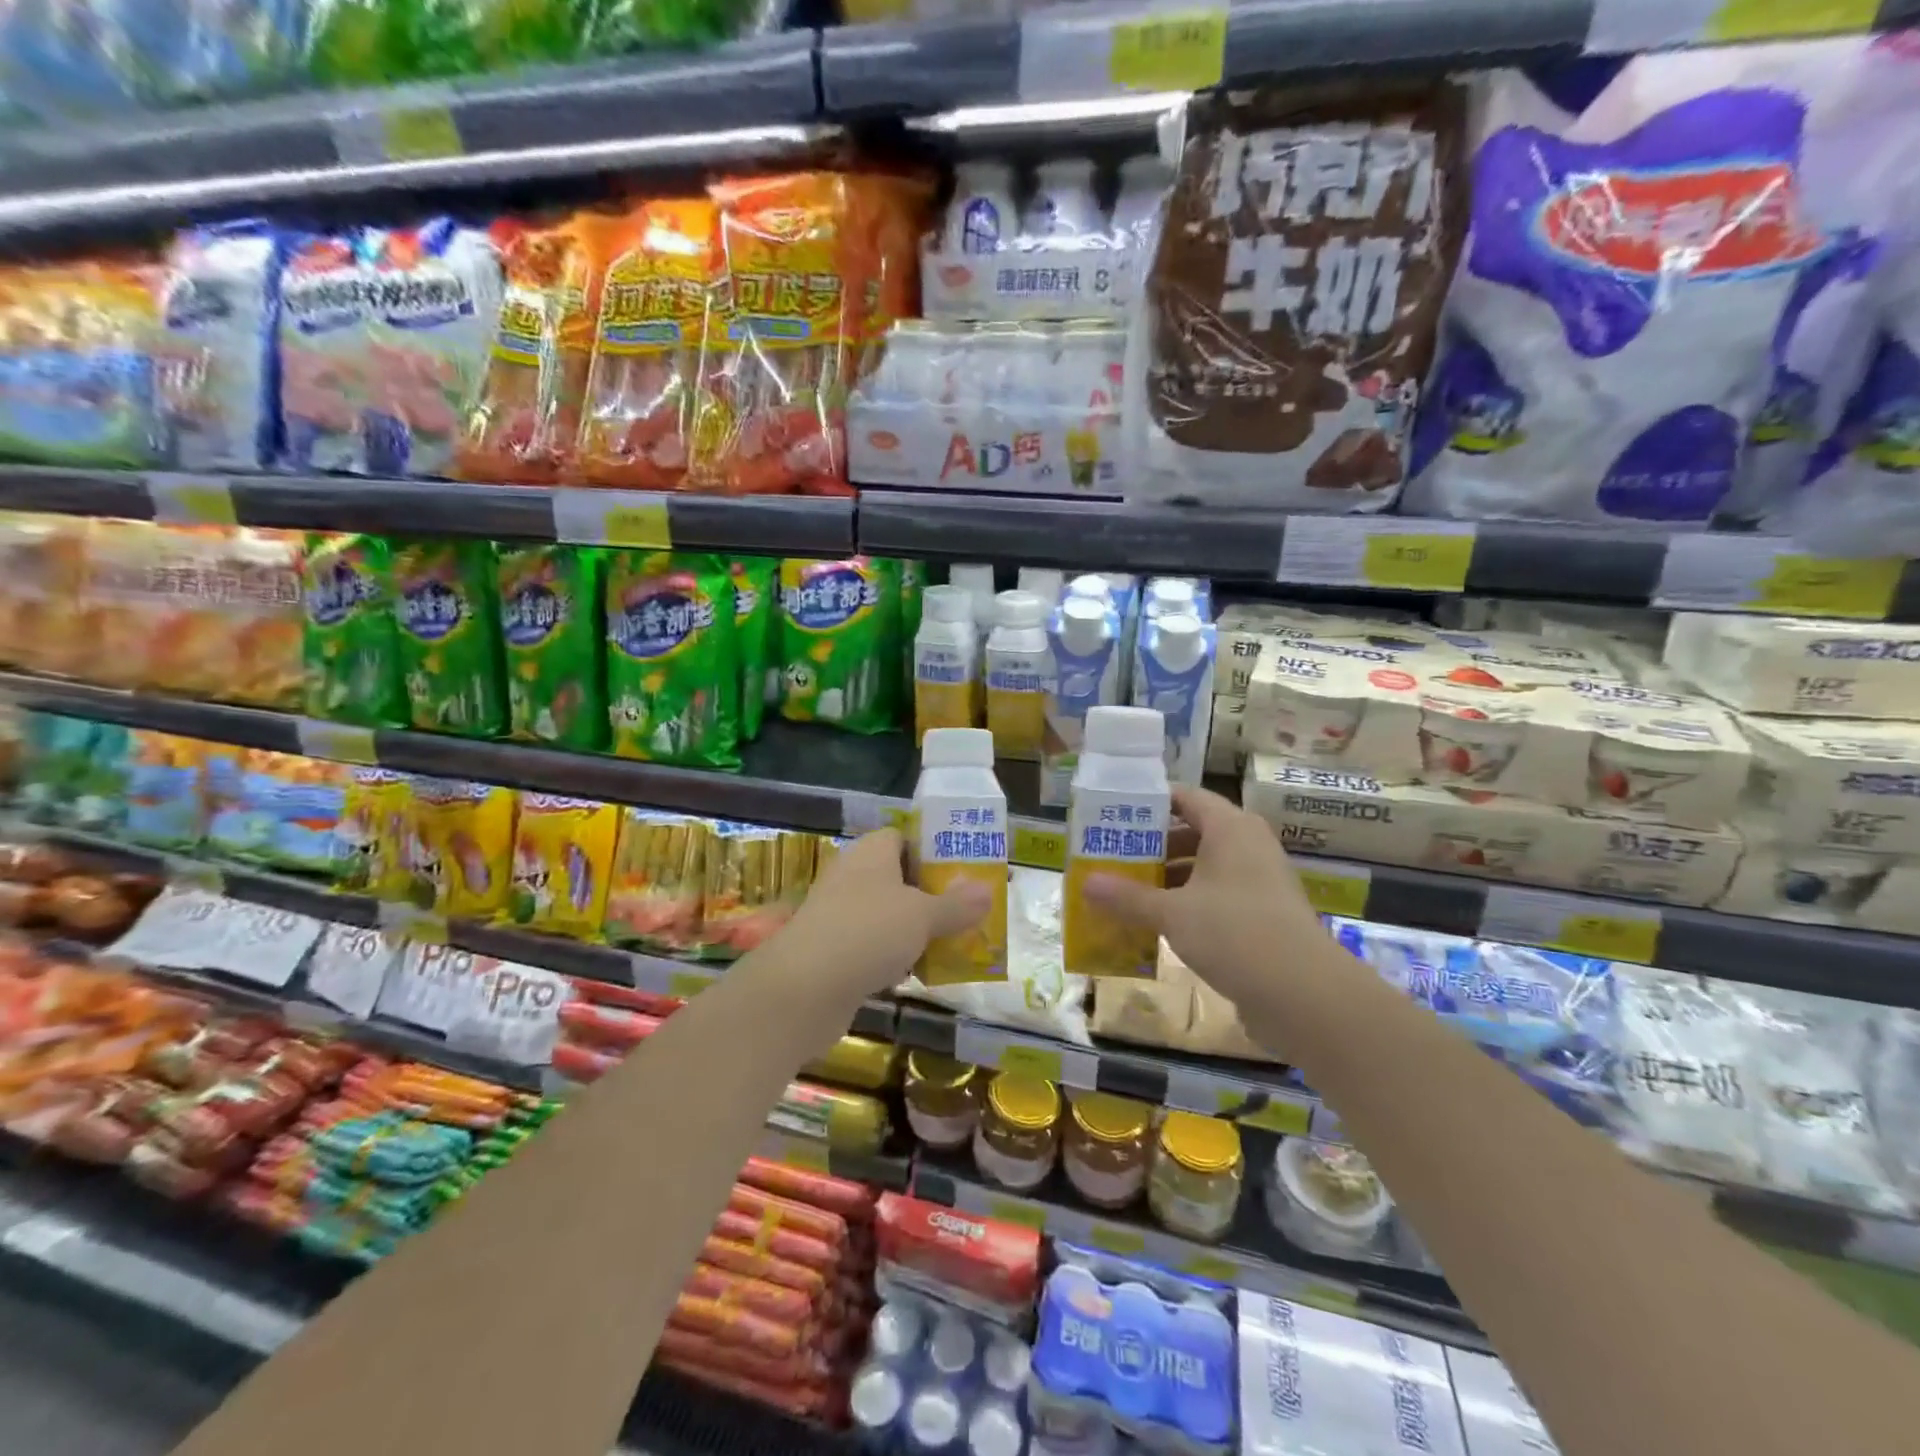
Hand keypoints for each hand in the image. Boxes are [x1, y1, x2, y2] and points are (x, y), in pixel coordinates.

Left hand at [772, 828, 990, 1014]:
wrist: (803, 989)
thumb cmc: (868, 933)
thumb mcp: (923, 916)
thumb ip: (957, 905)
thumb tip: (988, 890)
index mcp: (871, 853)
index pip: (904, 837)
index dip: (933, 850)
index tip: (964, 870)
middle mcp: (852, 877)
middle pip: (899, 877)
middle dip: (931, 895)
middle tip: (967, 910)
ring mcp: (840, 915)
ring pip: (887, 915)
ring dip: (915, 929)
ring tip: (953, 943)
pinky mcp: (833, 951)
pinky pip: (873, 946)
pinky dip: (894, 957)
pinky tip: (917, 974)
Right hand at [1085, 786, 1341, 1014]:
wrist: (1305, 994)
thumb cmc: (1234, 933)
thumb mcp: (1172, 913)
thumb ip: (1127, 897)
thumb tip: (1084, 884)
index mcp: (1230, 828)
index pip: (1185, 798)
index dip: (1149, 804)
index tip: (1113, 816)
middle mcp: (1248, 846)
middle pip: (1193, 832)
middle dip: (1153, 846)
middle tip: (1113, 857)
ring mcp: (1260, 881)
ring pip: (1205, 867)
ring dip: (1169, 878)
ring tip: (1128, 893)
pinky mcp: (1264, 915)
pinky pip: (1217, 896)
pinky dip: (1188, 904)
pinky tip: (1159, 925)